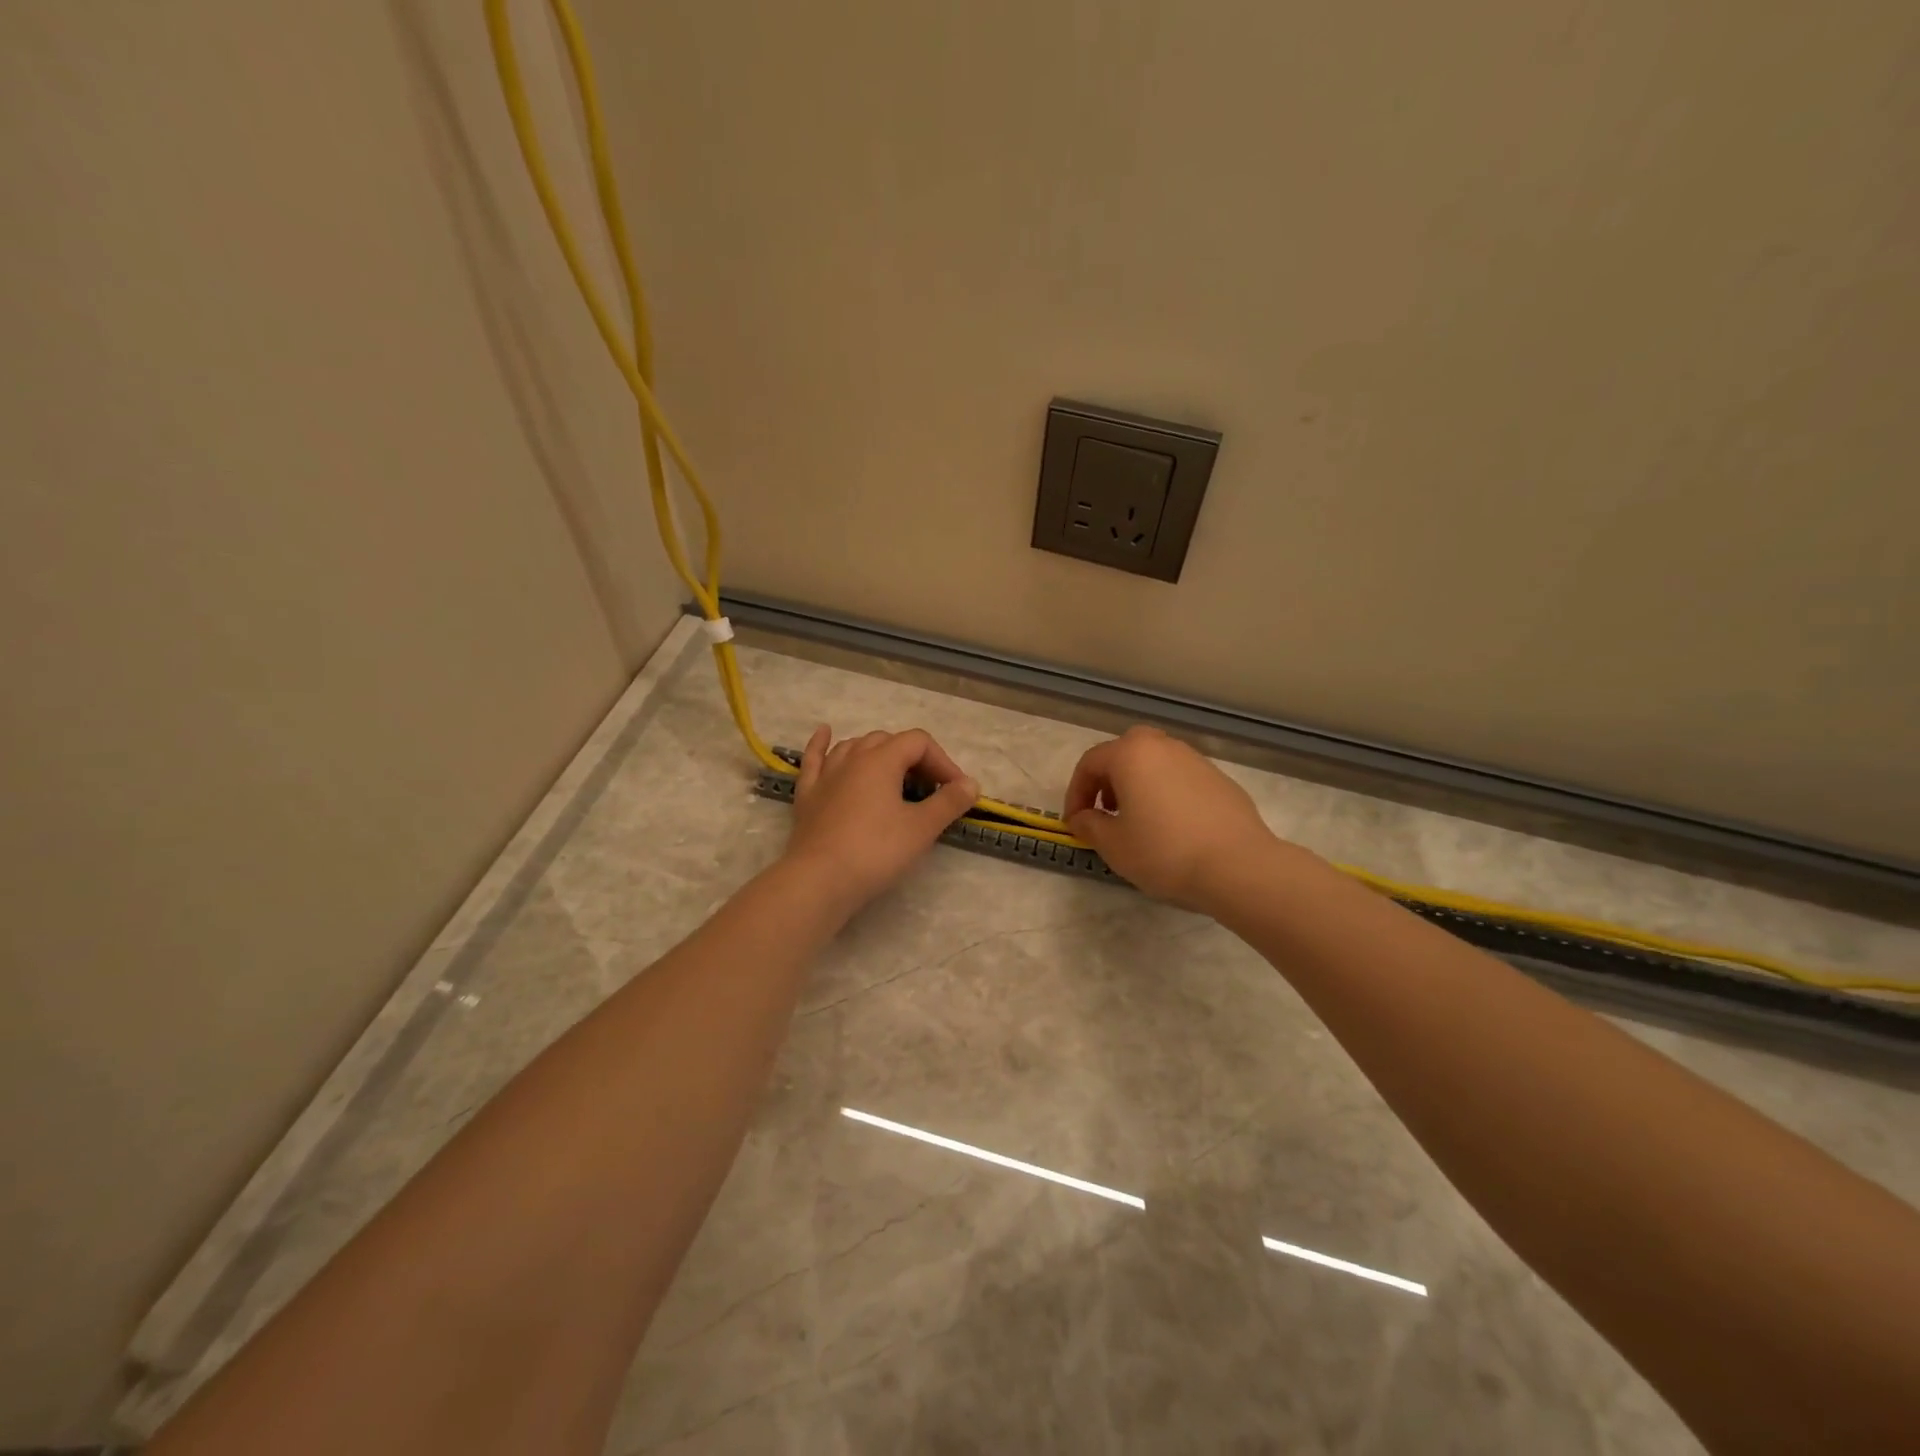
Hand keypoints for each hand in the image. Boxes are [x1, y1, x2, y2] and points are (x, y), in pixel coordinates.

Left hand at [783, 727, 978, 914]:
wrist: (819, 880)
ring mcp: (826, 774)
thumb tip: (971, 784)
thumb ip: (949, 802)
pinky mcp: (807, 794)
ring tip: (893, 770)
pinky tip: (825, 732)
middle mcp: (852, 758)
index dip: (942, 761)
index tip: (955, 790)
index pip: (919, 742)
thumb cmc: (876, 851)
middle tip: (929, 789)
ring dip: (878, 753)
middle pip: (888, 741)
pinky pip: (814, 759)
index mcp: (881, 760)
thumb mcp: (921, 828)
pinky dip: (822, 743)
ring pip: (854, 747)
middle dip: (914, 759)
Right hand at [1064, 725, 1284, 910]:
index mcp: (1131, 754)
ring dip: (1138, 786)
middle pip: (1124, 753)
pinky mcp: (1219, 780)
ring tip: (1138, 822)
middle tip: (1106, 812)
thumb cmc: (1164, 852)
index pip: (1090, 763)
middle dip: (1108, 781)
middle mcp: (1163, 746)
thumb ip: (1089, 825)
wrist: (1238, 866)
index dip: (1075, 793)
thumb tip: (1082, 817)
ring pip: (1154, 764)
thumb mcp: (1113, 845)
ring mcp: (1195, 760)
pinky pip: (1180, 779)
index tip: (1075, 824)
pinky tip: (1172, 828)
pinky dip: (1166, 794)